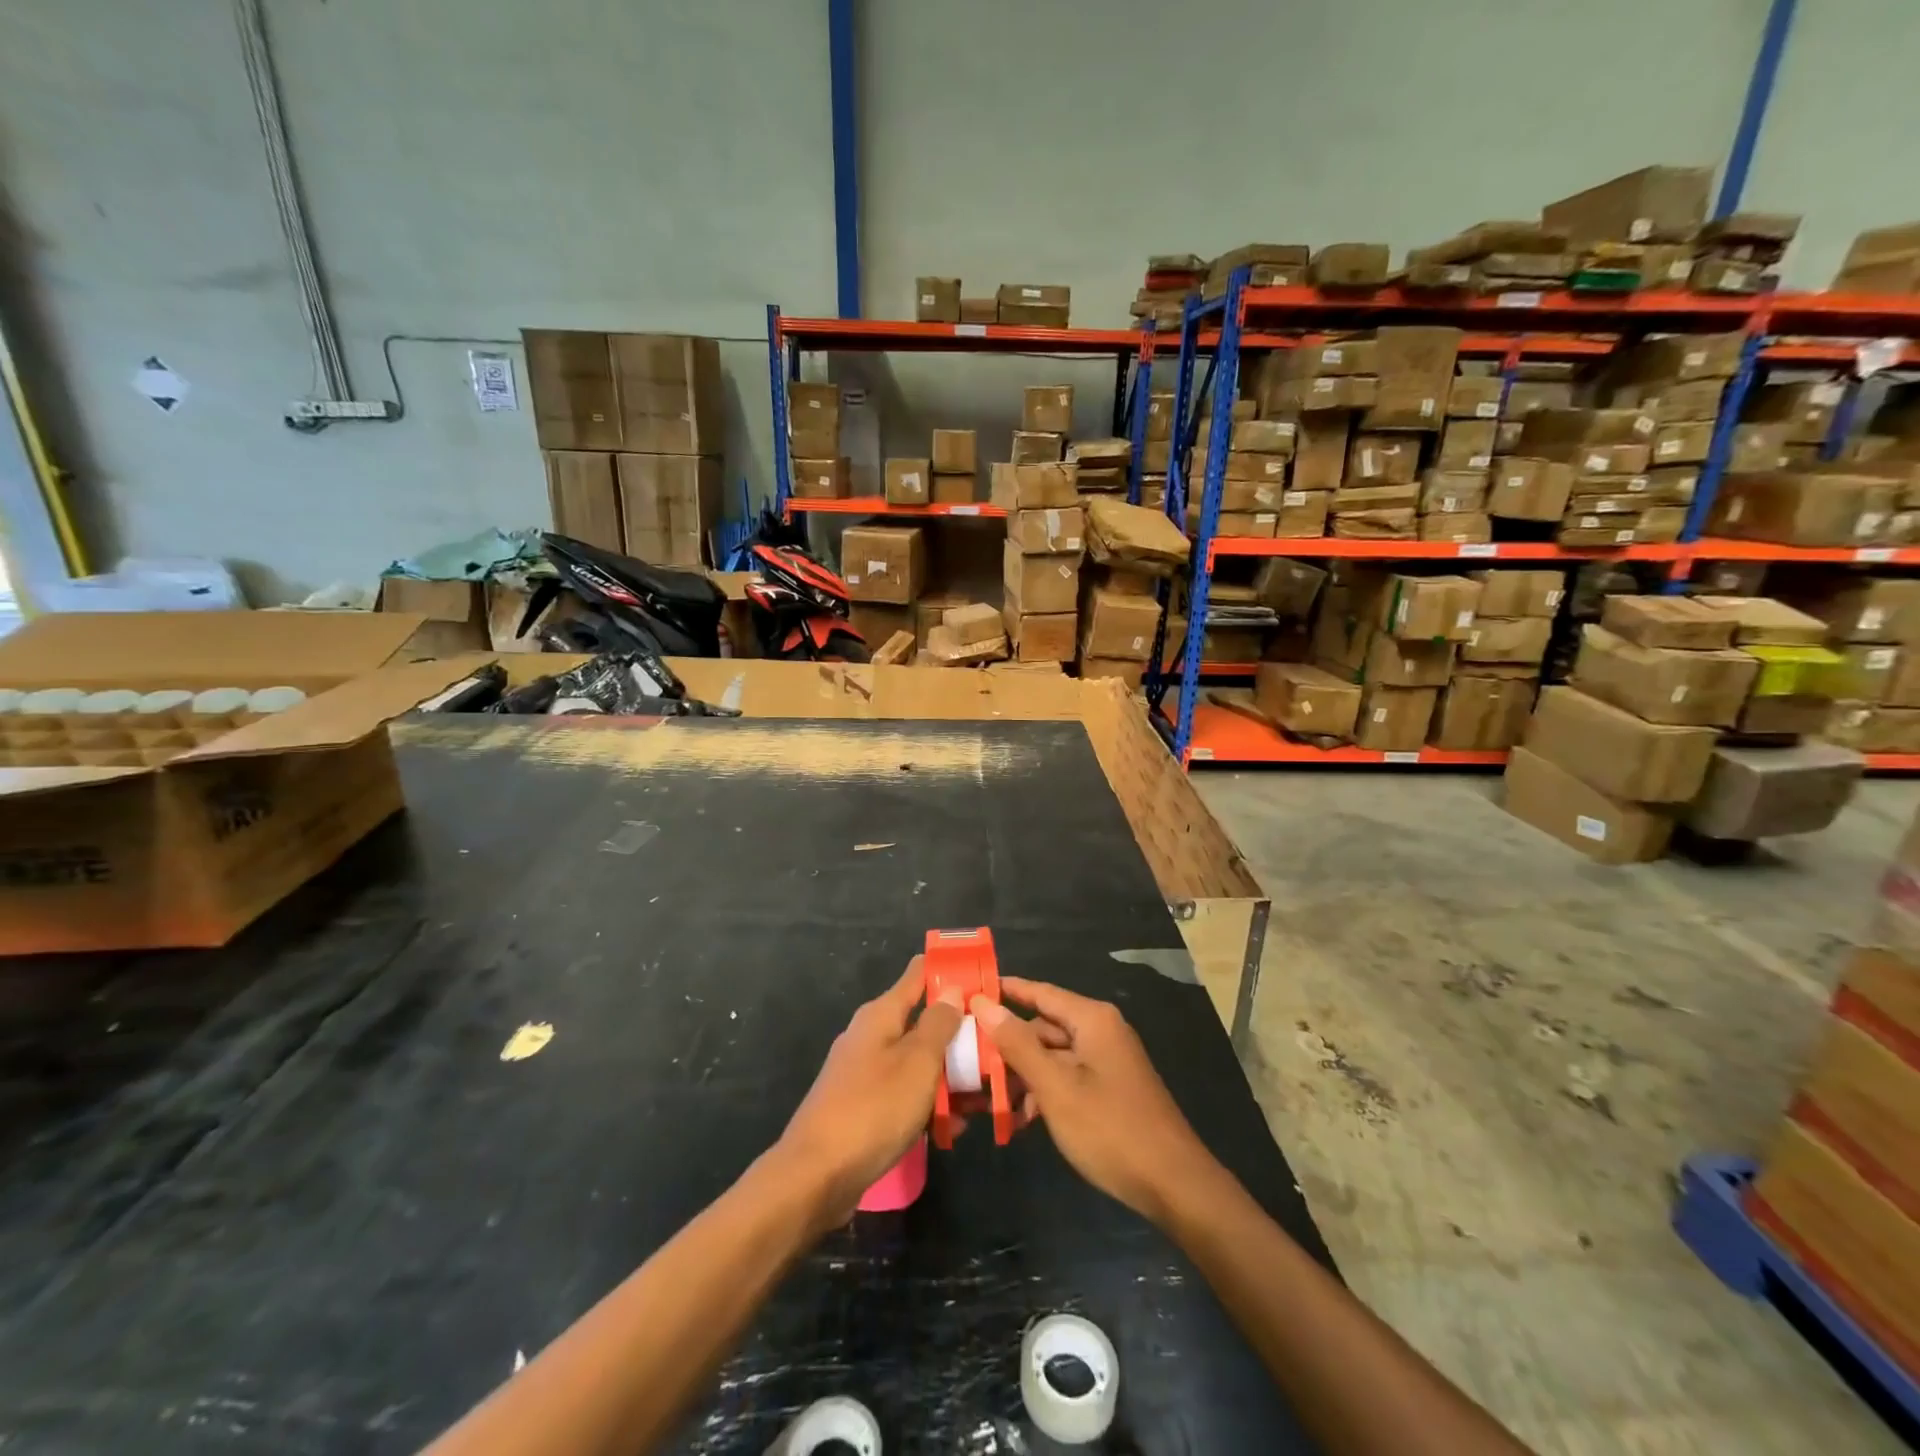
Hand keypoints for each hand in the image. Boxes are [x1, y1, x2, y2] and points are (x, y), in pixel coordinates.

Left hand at [775, 956, 961, 1232]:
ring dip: (950, 1074)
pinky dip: (929, 1103)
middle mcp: (872, 1036)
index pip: (918, 974)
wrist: (816, 1177)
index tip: (983, 974)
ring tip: (986, 1095)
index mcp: (881, 1015)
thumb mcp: (917, 1062)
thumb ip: (939, 1024)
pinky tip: (954, 1126)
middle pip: (922, 1021)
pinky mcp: (865, 1107)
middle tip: (998, 1047)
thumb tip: (951, 989)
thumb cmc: (873, 1109)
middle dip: (959, 1033)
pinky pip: (905, 1094)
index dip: (949, 970)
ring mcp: (865, 1072)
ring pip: (918, 1061)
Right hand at [973, 977, 1216, 1225]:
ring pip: (1052, 1056)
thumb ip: (1017, 1044)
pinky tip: (1022, 1121)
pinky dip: (1044, 1092)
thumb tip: (984, 1004)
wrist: (1173, 1185)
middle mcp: (1100, 1031)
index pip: (1039, 992)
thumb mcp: (1055, 1087)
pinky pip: (1067, 1077)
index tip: (968, 992)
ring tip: (989, 1100)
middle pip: (1043, 1027)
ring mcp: (1106, 1061)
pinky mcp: (1109, 1089)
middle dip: (1008, 1046)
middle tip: (968, 1061)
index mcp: (1091, 1020)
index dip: (1004, 990)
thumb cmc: (1110, 1129)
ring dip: (1022, 1075)